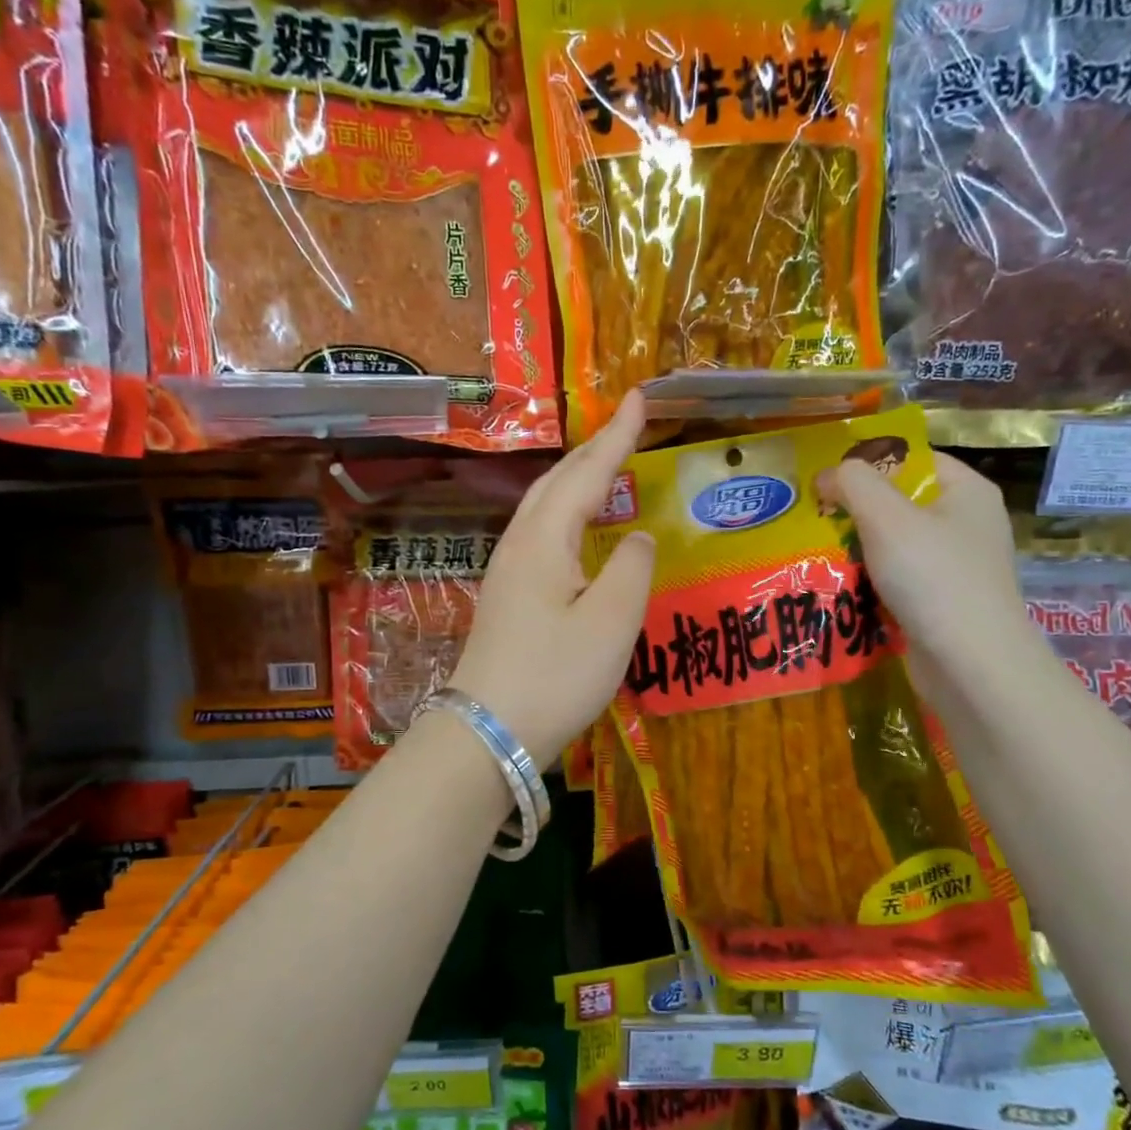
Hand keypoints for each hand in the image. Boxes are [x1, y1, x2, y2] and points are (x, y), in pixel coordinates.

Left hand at [448, 392, 655, 766]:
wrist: (489, 732)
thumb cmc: (555, 676)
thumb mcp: (611, 622)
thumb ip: (633, 569)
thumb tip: (637, 537)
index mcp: (545, 539)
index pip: (587, 472)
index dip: (618, 436)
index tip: (641, 397)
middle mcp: (520, 544)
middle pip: (558, 482)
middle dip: (594, 450)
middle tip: (628, 428)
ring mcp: (507, 571)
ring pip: (545, 506)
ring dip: (577, 479)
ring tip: (608, 468)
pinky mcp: (508, 597)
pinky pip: (541, 533)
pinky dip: (568, 513)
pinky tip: (580, 530)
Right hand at [816, 450, 1038, 686]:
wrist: (971, 665)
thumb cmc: (933, 578)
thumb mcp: (886, 517)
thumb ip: (854, 483)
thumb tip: (828, 475)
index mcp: (967, 492)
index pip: (913, 459)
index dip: (869, 464)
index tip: (826, 481)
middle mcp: (966, 524)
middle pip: (900, 503)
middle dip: (855, 511)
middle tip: (812, 519)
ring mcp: (956, 568)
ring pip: (894, 546)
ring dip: (856, 551)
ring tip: (816, 554)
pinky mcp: (941, 604)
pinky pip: (897, 581)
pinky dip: (869, 584)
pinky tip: (839, 589)